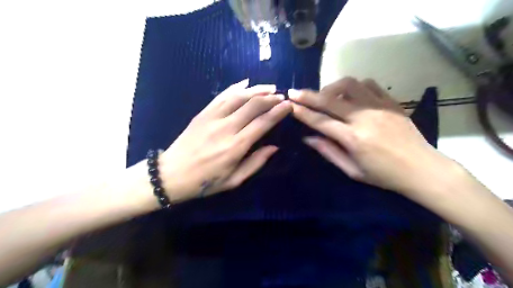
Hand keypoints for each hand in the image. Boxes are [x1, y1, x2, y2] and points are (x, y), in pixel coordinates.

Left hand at [157, 78, 292, 201]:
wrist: (171, 174)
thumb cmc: (205, 181)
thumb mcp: (234, 180)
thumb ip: (256, 162)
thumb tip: (274, 147)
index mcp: (236, 146)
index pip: (263, 123)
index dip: (278, 112)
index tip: (289, 105)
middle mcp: (226, 127)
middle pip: (253, 105)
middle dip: (271, 98)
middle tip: (282, 96)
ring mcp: (212, 117)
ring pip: (239, 96)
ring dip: (256, 90)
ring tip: (270, 87)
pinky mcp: (203, 113)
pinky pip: (222, 96)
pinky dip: (235, 87)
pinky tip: (246, 83)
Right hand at [288, 76, 456, 194]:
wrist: (422, 169)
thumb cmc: (383, 175)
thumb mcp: (352, 171)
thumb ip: (329, 152)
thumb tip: (308, 138)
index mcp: (353, 139)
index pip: (321, 121)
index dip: (303, 113)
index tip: (290, 105)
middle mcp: (364, 118)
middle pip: (330, 100)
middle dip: (308, 95)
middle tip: (294, 92)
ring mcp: (379, 107)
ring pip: (350, 85)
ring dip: (332, 87)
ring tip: (325, 95)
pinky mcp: (391, 102)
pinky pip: (369, 84)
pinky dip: (354, 86)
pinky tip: (350, 94)